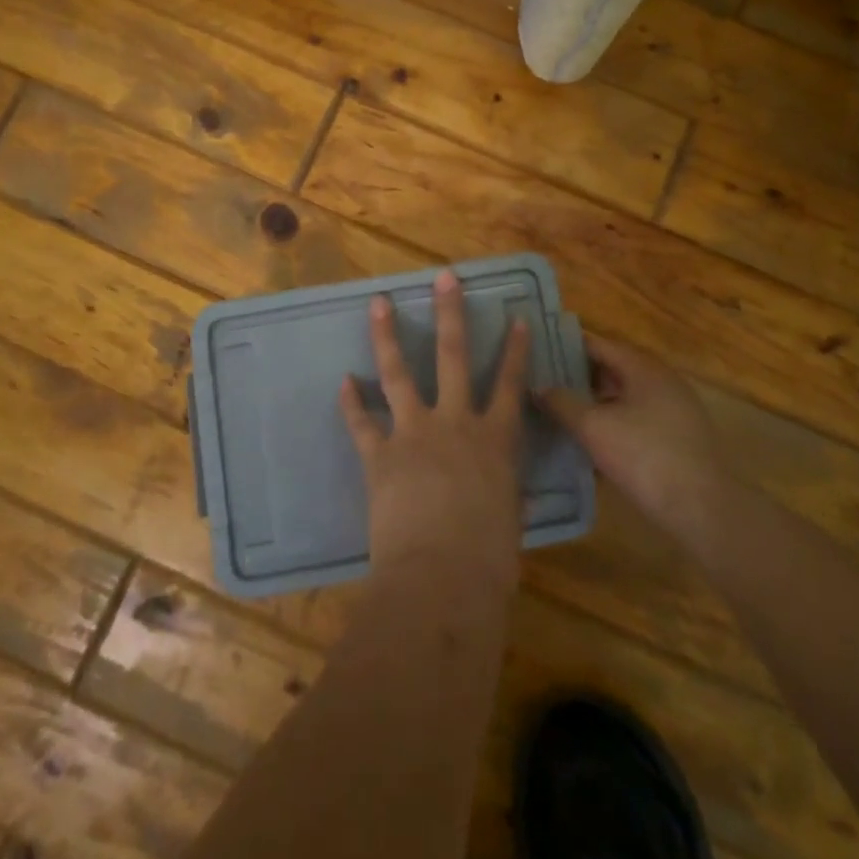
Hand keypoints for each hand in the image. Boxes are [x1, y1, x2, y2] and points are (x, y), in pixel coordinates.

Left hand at [338, 270, 530, 595]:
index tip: (515, 318)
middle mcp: (456, 423)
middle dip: (449, 313)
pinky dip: (351, 403)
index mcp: (496, 441)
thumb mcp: (507, 523)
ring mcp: (414, 433)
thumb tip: (505, 498)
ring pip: (400, 373)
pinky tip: (343, 381)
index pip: (510, 384)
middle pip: (453, 356)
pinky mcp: (380, 455)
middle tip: (443, 278)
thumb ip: (504, 497)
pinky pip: (362, 422)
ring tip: (378, 303)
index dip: (515, 350)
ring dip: (387, 336)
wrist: (441, 581)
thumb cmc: (489, 563)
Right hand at [537, 335, 729, 540]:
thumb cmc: (645, 457)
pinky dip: (613, 423)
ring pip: (624, 396)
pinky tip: (591, 442)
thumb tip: (538, 386)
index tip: (538, 351)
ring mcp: (674, 410)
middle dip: (577, 376)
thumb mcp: (593, 428)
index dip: (565, 346)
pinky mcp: (679, 438)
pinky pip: (637, 419)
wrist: (704, 510)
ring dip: (594, 402)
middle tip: (542, 383)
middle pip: (612, 369)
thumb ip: (562, 402)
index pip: (597, 344)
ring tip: (560, 411)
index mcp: (643, 368)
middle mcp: (661, 381)